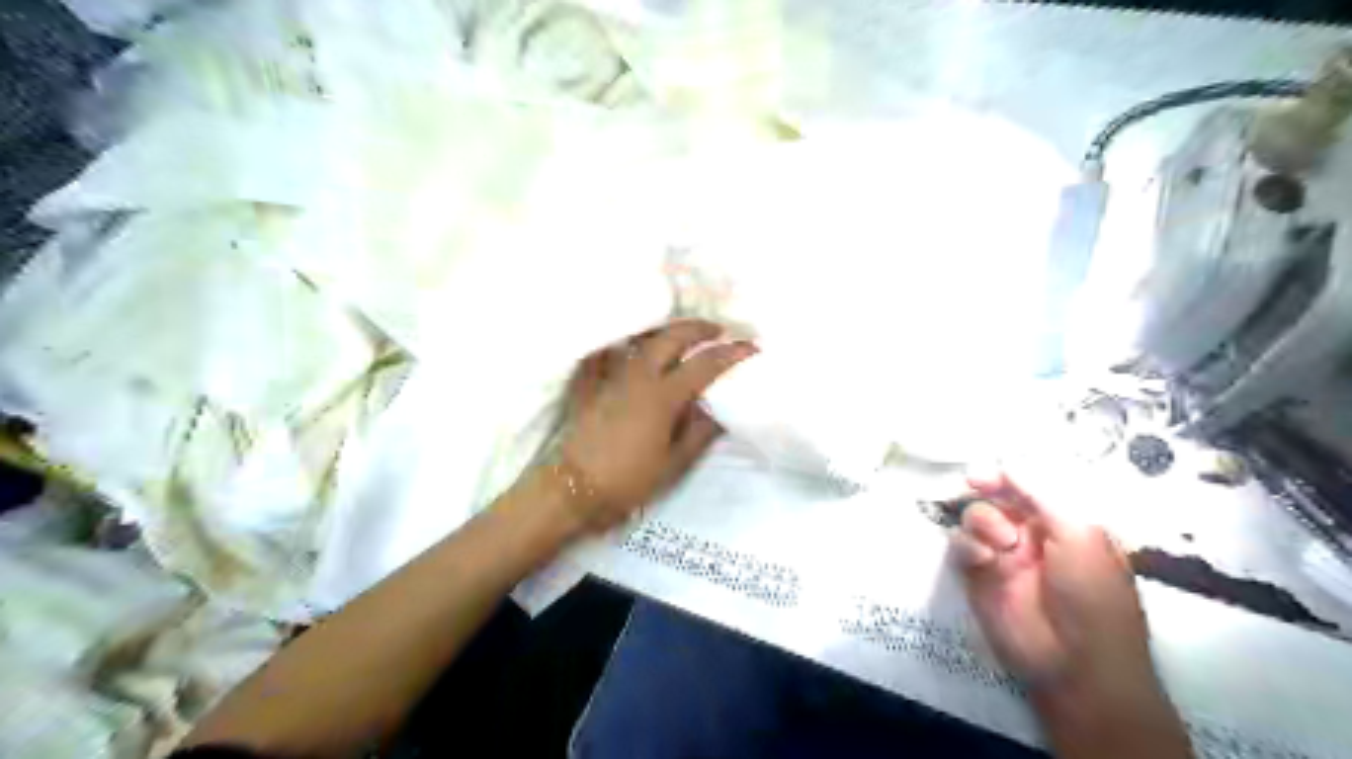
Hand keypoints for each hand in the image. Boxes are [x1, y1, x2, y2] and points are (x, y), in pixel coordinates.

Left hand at [555, 321, 754, 533]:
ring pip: (640, 339)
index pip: (704, 365)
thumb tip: (717, 411)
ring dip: (663, 330)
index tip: (751, 346)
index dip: (731, 353)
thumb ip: (699, 433)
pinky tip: (626, 344)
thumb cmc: (629, 480)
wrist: (575, 487)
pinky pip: (605, 352)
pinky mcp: (589, 383)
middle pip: (671, 338)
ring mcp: (610, 376)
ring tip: (678, 333)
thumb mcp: (673, 463)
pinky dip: (620, 343)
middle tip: (716, 330)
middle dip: (698, 328)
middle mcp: (638, 376)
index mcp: (663, 396)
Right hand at [944, 473, 1185, 754]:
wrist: (1076, 663)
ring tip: (1002, 544)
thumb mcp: (1081, 535)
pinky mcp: (978, 576)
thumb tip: (1008, 462)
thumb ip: (1044, 493)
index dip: (1009, 472)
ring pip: (975, 517)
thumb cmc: (1093, 595)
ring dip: (983, 521)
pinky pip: (960, 546)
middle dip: (987, 488)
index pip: (1030, 484)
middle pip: (996, 495)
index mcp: (1064, 522)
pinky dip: (967, 545)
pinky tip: (985, 558)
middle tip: (976, 484)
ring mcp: (1002, 554)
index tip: (992, 466)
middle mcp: (1031, 533)